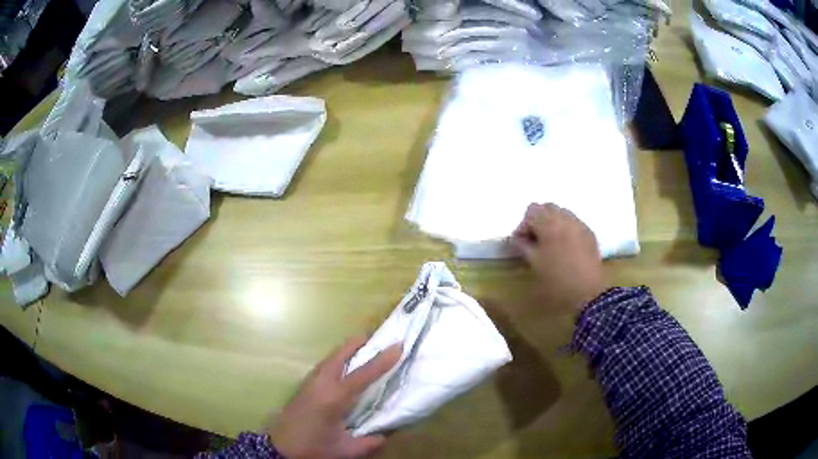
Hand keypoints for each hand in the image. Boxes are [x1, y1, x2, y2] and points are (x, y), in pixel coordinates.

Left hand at [270, 337, 402, 458]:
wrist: (279, 447)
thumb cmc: (312, 447)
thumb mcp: (345, 450)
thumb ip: (370, 442)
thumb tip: (387, 433)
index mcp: (335, 398)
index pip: (364, 374)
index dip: (382, 360)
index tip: (398, 345)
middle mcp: (322, 383)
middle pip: (341, 354)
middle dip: (359, 343)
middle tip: (378, 339)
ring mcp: (310, 382)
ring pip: (331, 357)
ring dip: (347, 350)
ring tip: (364, 349)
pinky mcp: (304, 386)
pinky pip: (325, 365)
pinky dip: (338, 359)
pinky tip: (344, 368)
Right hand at [511, 203, 607, 312]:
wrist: (588, 293)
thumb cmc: (557, 280)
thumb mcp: (535, 264)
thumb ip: (523, 246)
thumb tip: (516, 239)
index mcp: (549, 224)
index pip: (531, 211)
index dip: (523, 226)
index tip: (521, 243)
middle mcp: (565, 218)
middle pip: (547, 206)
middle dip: (538, 220)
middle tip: (535, 240)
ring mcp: (580, 224)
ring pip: (562, 212)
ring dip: (553, 222)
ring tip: (551, 242)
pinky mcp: (589, 233)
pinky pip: (574, 222)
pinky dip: (566, 228)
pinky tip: (566, 247)